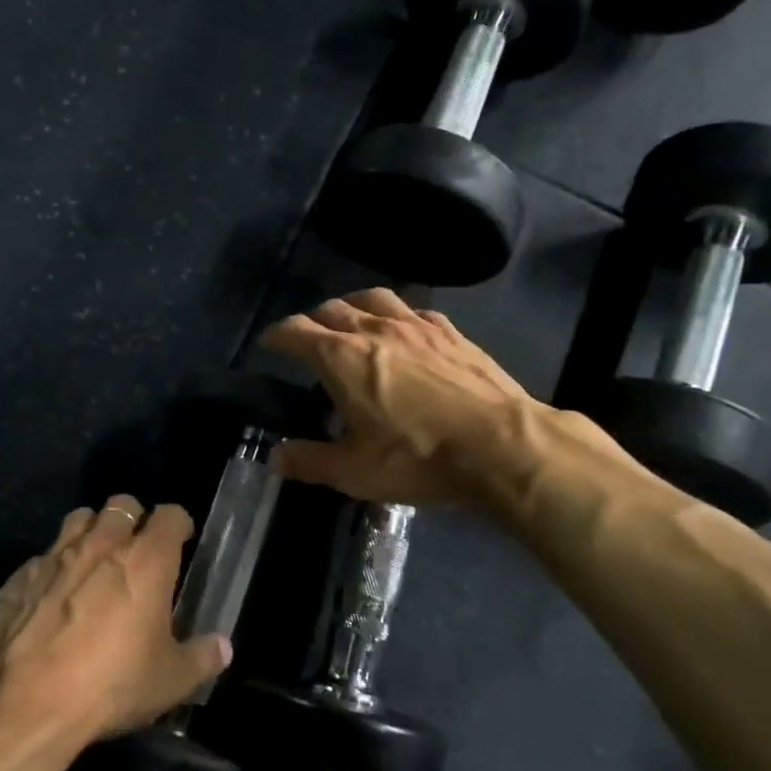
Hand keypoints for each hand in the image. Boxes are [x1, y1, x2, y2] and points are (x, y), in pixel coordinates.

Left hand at [0, 496, 230, 757]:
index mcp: (146, 559)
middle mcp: (102, 544)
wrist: (23, 704)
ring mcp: (55, 556)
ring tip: (95, 562)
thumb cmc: (110, 684)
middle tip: (137, 552)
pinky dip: (53, 568)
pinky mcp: (19, 577)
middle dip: (133, 520)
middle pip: (122, 504)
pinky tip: (52, 598)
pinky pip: (42, 557)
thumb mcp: (170, 681)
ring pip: (78, 519)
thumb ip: (202, 658)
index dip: (179, 525)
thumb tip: (223, 648)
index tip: (182, 543)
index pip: (171, 515)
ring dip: (92, 532)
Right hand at [257, 288, 546, 508]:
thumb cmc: (418, 458)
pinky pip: (413, 310)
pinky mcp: (451, 332)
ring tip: (350, 320)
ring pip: (373, 298)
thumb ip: (310, 461)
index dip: (277, 335)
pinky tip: (404, 330)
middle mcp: (374, 330)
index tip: (269, 342)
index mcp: (341, 358)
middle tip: (308, 338)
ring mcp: (416, 326)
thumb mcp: (355, 472)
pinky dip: (396, 315)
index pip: (296, 331)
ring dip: (353, 306)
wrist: (501, 445)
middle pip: (332, 308)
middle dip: (312, 319)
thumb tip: (275, 458)